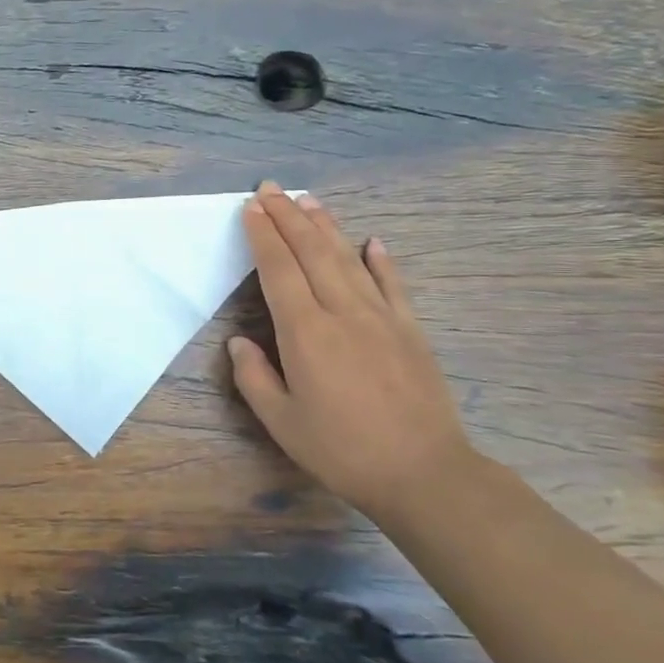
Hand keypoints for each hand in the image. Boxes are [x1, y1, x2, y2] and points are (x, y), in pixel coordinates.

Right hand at [228, 182, 476, 522]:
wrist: (424, 473)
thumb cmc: (342, 450)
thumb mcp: (282, 423)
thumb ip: (254, 378)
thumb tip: (239, 342)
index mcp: (305, 333)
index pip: (278, 270)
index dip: (263, 236)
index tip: (251, 208)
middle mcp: (342, 312)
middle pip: (311, 252)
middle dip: (288, 217)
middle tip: (271, 189)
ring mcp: (381, 317)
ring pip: (348, 259)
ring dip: (326, 226)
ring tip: (308, 201)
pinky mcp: (411, 330)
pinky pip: (393, 285)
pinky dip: (381, 260)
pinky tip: (372, 241)